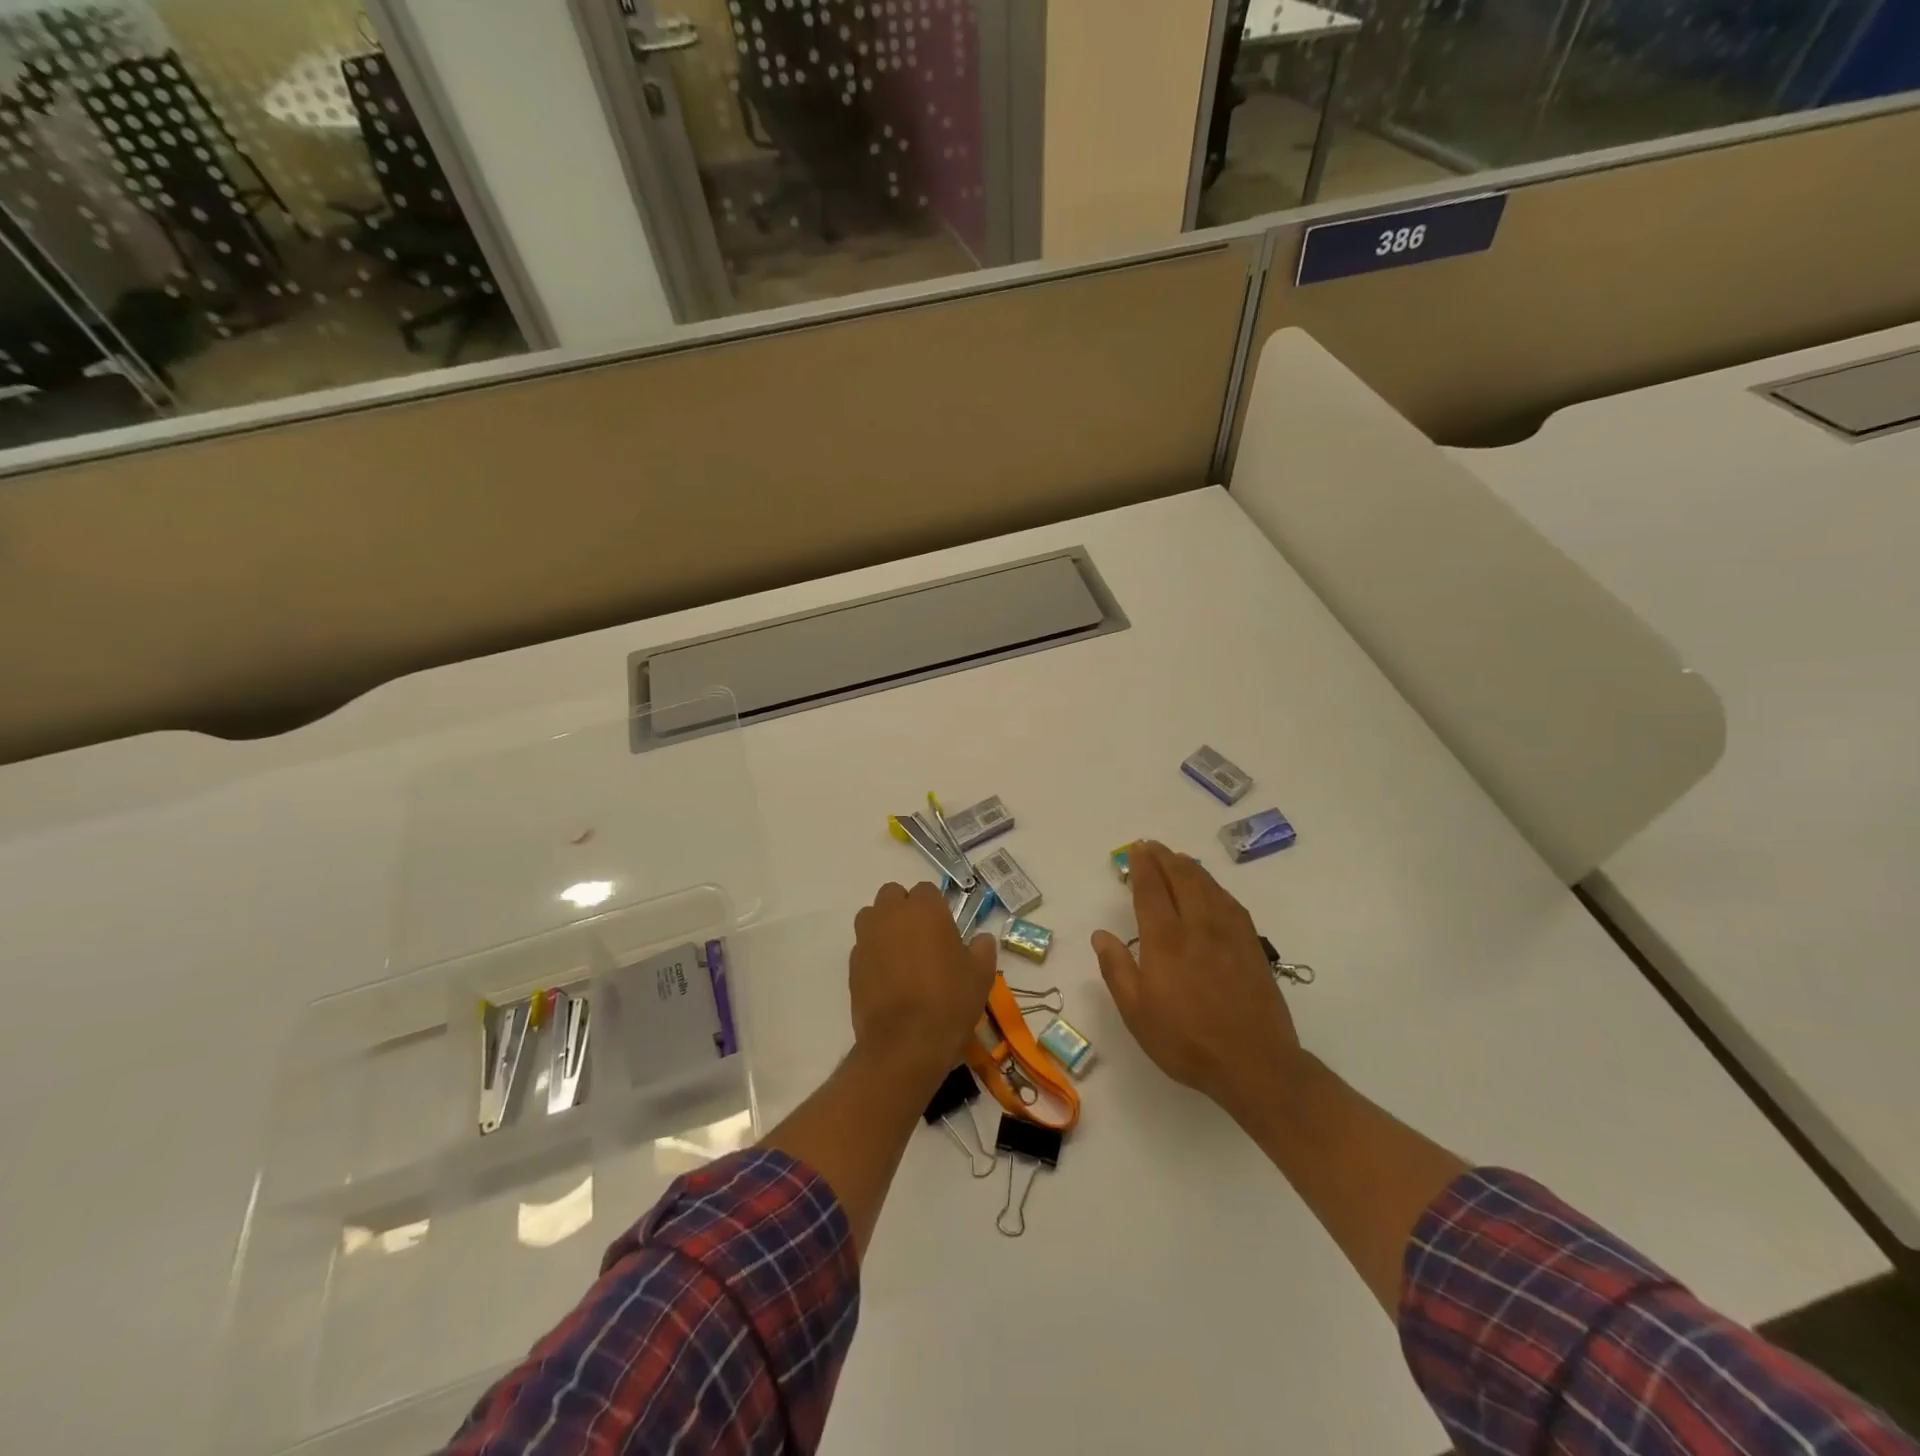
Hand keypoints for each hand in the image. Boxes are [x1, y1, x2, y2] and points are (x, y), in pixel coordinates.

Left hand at [850, 881, 995, 1086]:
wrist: (905, 1043)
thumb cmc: (949, 1000)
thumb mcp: (981, 974)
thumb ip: (982, 948)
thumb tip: (981, 939)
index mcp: (924, 909)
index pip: (926, 890)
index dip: (936, 907)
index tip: (945, 930)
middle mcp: (890, 914)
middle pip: (893, 895)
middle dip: (904, 909)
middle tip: (921, 937)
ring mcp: (867, 937)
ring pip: (872, 916)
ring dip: (884, 926)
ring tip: (900, 954)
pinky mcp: (852, 964)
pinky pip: (863, 946)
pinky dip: (873, 953)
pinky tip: (888, 978)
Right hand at [1091, 841, 1301, 1116]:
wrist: (1255, 1063)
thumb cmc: (1186, 1040)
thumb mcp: (1137, 1013)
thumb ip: (1117, 969)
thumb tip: (1100, 934)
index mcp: (1166, 940)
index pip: (1151, 891)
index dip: (1143, 867)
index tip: (1137, 850)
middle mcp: (1198, 926)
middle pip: (1182, 879)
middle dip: (1165, 858)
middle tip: (1153, 846)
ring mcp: (1229, 934)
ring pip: (1208, 886)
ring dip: (1190, 867)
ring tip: (1178, 858)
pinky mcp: (1251, 945)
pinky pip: (1230, 902)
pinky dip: (1215, 886)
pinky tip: (1212, 889)